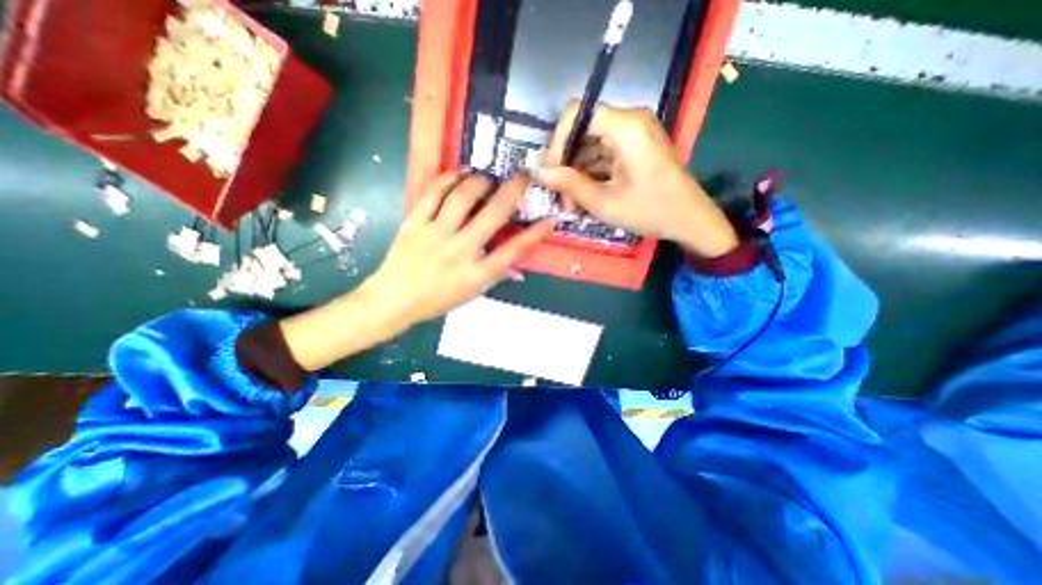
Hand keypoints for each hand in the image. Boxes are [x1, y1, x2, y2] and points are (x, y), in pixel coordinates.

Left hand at [356, 170, 552, 332]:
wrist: (393, 300)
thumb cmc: (436, 301)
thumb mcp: (471, 294)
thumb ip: (496, 277)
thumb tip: (518, 269)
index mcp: (476, 274)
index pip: (513, 250)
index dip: (535, 234)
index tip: (550, 220)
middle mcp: (460, 250)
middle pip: (493, 215)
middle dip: (513, 191)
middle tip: (523, 175)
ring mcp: (436, 234)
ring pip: (463, 197)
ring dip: (480, 181)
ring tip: (487, 177)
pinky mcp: (415, 222)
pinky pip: (433, 193)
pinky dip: (449, 178)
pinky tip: (461, 172)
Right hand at [536, 102, 738, 259]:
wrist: (691, 220)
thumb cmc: (651, 210)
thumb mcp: (605, 202)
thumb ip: (569, 184)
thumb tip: (539, 172)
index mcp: (625, 126)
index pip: (576, 114)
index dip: (557, 142)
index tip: (552, 173)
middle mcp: (629, 121)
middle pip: (582, 131)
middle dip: (567, 165)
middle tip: (561, 197)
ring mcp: (633, 135)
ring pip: (591, 146)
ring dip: (578, 174)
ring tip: (572, 205)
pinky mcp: (635, 148)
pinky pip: (604, 155)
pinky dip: (591, 175)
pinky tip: (585, 198)